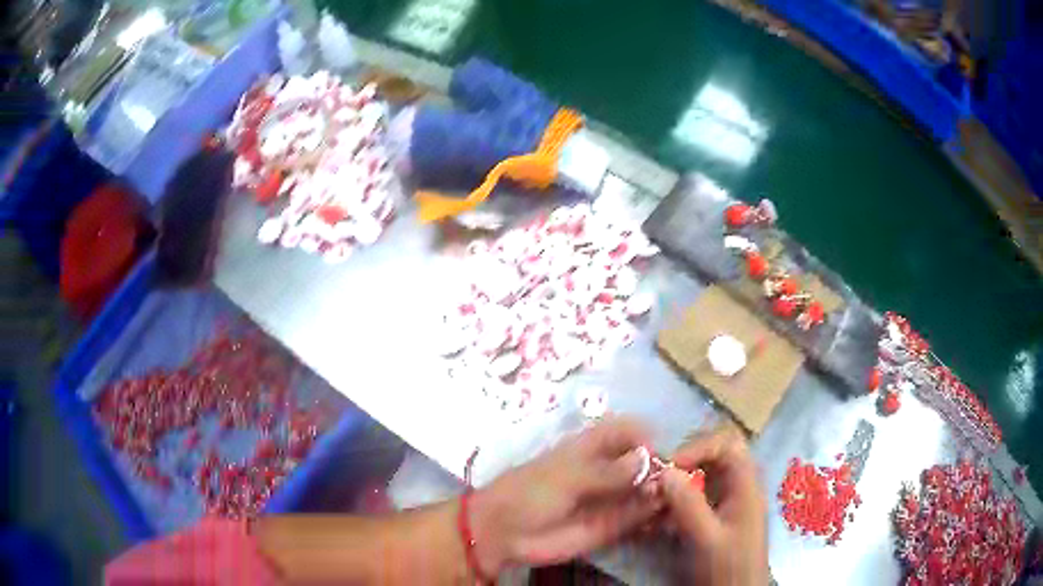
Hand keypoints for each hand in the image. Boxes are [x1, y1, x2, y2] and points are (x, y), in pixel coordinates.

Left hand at [470, 418, 660, 572]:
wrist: (505, 533)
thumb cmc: (529, 493)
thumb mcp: (566, 477)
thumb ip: (606, 472)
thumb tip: (646, 458)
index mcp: (591, 447)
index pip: (625, 430)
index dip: (643, 433)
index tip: (659, 446)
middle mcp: (606, 470)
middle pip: (641, 460)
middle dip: (659, 465)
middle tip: (677, 476)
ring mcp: (610, 498)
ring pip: (644, 489)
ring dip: (661, 491)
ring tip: (675, 496)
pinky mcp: (611, 525)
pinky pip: (638, 517)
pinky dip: (653, 514)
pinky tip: (663, 514)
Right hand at [661, 424, 767, 585]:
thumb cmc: (728, 568)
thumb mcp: (706, 538)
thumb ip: (688, 504)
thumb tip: (664, 471)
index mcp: (746, 485)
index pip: (727, 444)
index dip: (698, 447)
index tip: (669, 466)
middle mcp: (739, 488)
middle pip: (714, 457)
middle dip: (683, 464)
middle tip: (657, 481)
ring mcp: (728, 503)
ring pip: (702, 478)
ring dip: (676, 485)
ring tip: (651, 502)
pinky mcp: (715, 519)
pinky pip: (694, 499)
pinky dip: (674, 504)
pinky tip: (655, 521)